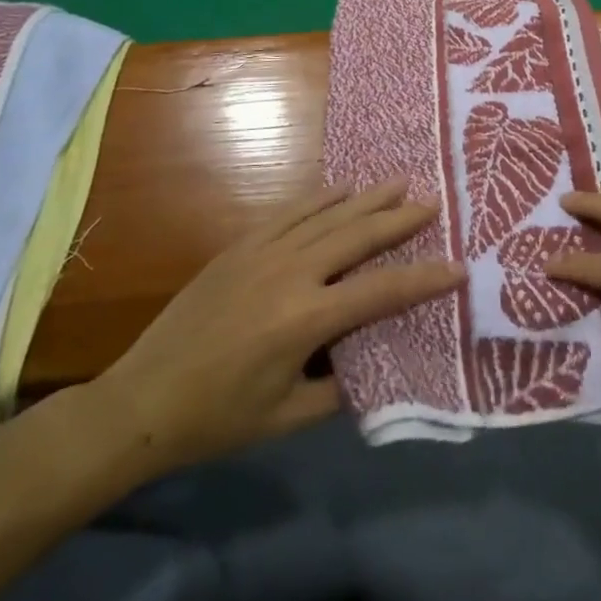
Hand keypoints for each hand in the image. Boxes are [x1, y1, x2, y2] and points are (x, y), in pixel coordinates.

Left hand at [84, 180, 461, 474]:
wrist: (141, 400)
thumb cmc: (218, 418)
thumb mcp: (288, 417)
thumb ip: (340, 389)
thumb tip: (375, 363)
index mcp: (306, 320)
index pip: (380, 292)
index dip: (424, 280)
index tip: (458, 266)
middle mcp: (290, 273)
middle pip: (358, 236)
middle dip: (399, 219)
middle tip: (432, 203)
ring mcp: (263, 252)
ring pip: (327, 215)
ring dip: (366, 198)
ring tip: (399, 182)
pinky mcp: (240, 246)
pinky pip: (290, 212)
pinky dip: (321, 198)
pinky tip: (341, 189)